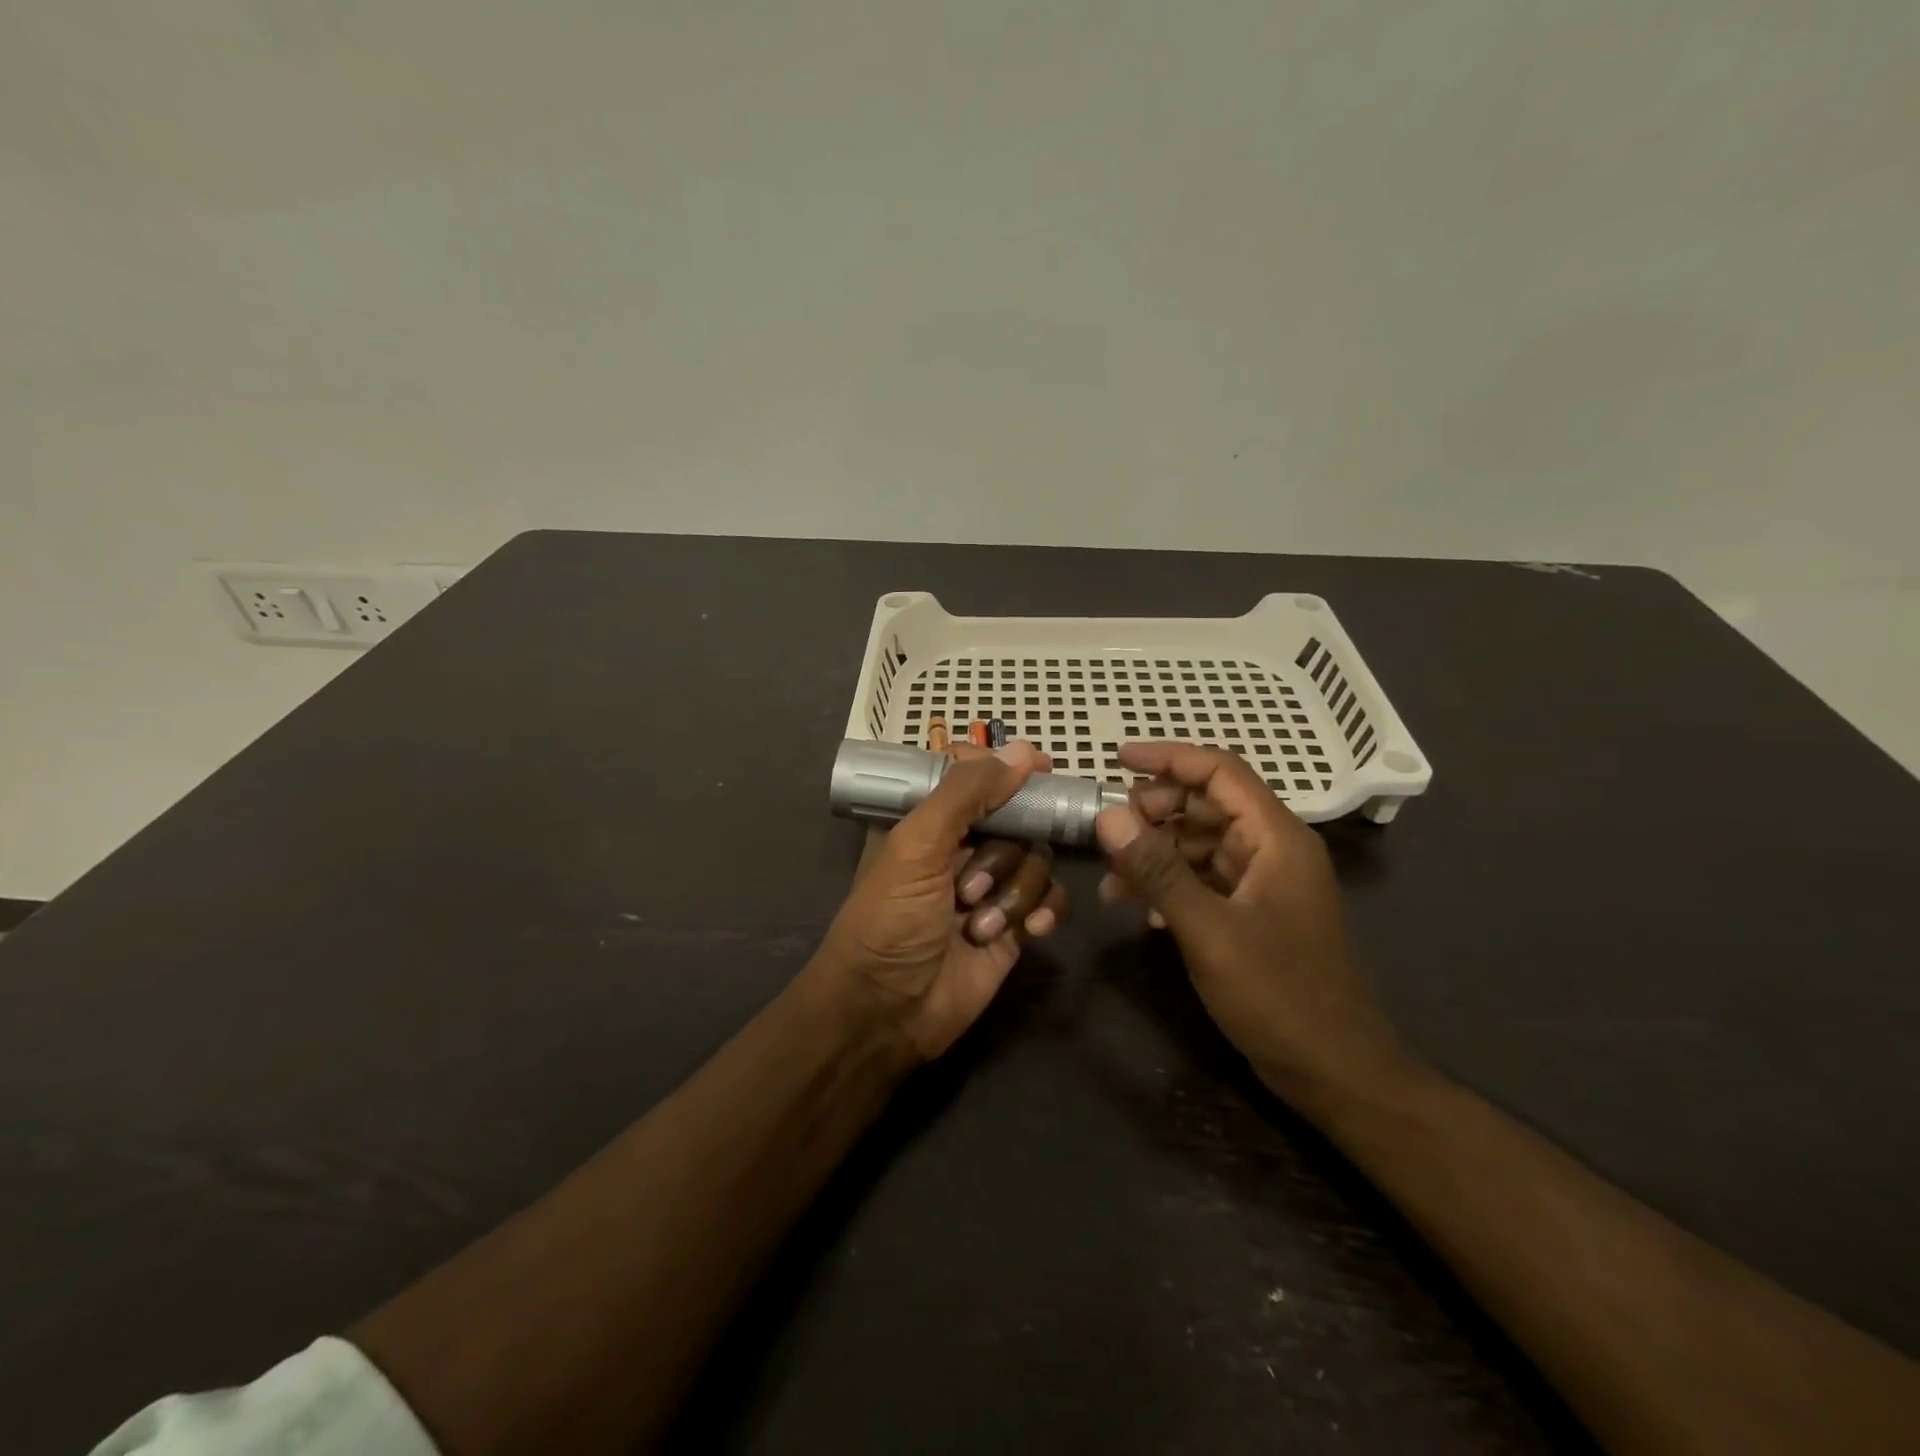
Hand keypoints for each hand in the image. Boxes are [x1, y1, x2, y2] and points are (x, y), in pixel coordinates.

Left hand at [817, 741, 1067, 1060]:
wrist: (889, 1011)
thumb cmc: (890, 920)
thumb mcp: (916, 846)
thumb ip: (966, 793)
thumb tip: (1020, 751)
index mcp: (928, 820)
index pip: (974, 775)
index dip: (1005, 768)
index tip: (1039, 766)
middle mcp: (962, 847)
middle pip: (1016, 817)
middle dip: (1002, 852)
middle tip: (973, 883)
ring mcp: (991, 886)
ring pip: (1036, 858)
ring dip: (1012, 891)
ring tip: (977, 923)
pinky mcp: (1013, 924)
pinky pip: (1050, 898)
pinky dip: (1042, 911)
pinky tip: (1026, 931)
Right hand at [1094, 742, 1416, 1112]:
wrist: (1335, 1071)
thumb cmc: (1278, 995)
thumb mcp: (1208, 930)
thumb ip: (1157, 869)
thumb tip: (1108, 815)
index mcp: (1276, 838)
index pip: (1220, 771)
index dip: (1168, 757)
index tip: (1116, 759)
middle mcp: (1273, 849)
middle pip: (1206, 804)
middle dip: (1153, 812)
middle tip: (1108, 835)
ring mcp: (1264, 882)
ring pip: (1200, 844)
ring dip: (1155, 854)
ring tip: (1112, 882)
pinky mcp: (1253, 912)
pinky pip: (1204, 879)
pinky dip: (1170, 885)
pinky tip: (1141, 910)